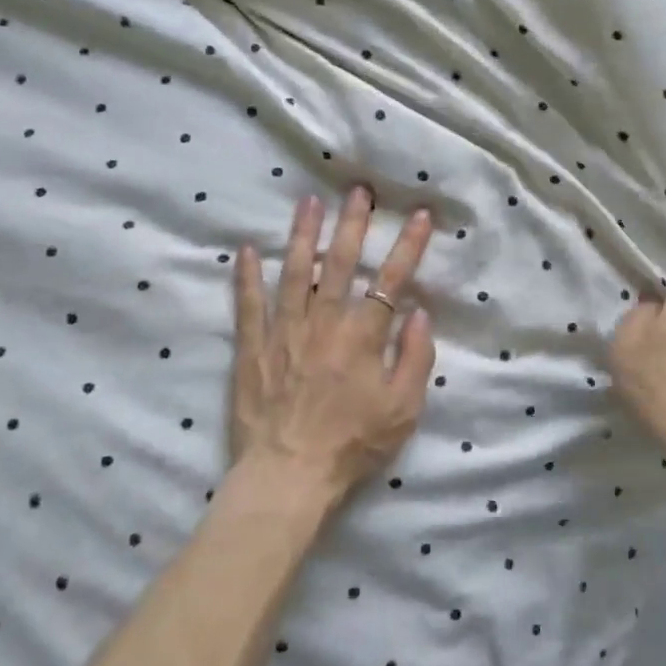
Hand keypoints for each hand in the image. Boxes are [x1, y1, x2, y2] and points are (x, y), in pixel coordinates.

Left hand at [229, 189, 436, 505]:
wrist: (289, 474)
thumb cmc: (353, 444)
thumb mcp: (404, 409)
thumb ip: (417, 358)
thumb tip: (420, 313)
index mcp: (363, 336)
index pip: (391, 280)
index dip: (408, 245)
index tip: (419, 214)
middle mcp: (324, 322)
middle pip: (341, 263)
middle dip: (353, 223)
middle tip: (359, 190)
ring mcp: (284, 331)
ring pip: (295, 272)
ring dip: (303, 234)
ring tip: (308, 202)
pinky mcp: (252, 347)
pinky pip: (248, 305)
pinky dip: (246, 276)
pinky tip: (245, 250)